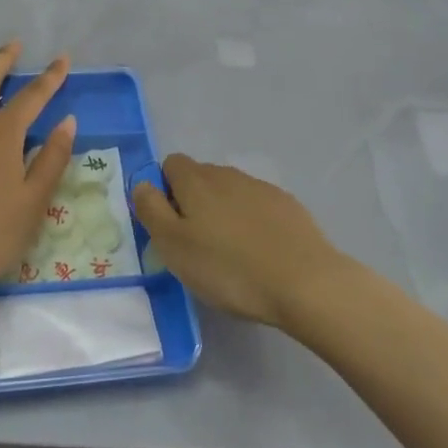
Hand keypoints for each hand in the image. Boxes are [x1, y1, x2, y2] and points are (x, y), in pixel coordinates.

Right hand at [133, 155, 345, 330]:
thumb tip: (142, 184)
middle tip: (196, 245)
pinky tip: (260, 254)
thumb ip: (151, 210)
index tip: (170, 226)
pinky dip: (252, 223)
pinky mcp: (288, 206)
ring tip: (229, 254)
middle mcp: (228, 175)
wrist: (305, 282)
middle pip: (200, 177)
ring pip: (230, 192)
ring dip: (223, 213)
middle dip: (193, 202)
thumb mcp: (174, 246)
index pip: (170, 164)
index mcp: (196, 181)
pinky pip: (258, 206)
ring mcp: (261, 188)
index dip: (164, 190)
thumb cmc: (229, 268)